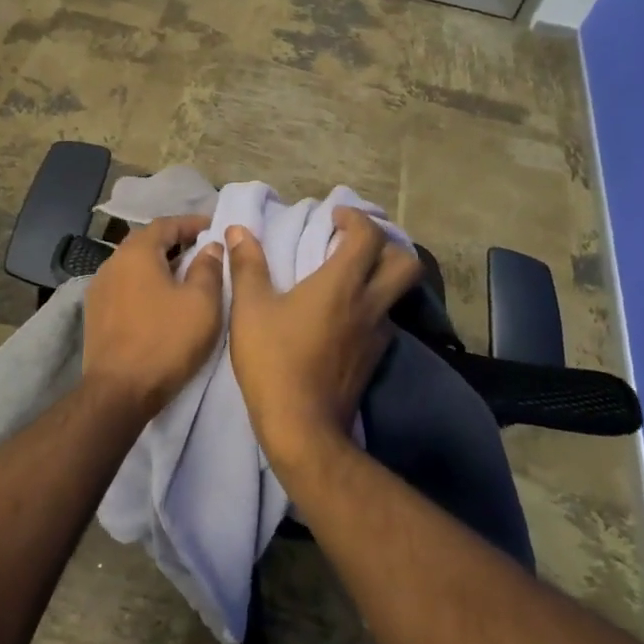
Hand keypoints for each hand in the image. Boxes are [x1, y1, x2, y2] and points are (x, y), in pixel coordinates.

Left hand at [82, 215, 225, 419]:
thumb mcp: (202, 303)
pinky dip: (144, 284)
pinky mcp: (95, 314)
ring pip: (133, 266)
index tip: (213, 228)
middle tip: (201, 250)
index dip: (191, 223)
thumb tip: (210, 247)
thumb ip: (208, 268)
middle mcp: (112, 263)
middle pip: (146, 242)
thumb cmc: (166, 341)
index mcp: (136, 253)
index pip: (165, 224)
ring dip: (158, 265)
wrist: (119, 391)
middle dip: (174, 242)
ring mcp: (99, 289)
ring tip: (184, 276)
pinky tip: (159, 301)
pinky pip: (124, 287)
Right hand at [227, 208, 419, 471]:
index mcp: (341, 284)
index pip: (368, 236)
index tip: (335, 217)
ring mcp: (377, 334)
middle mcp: (369, 304)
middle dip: (387, 245)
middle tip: (356, 244)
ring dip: (381, 276)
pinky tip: (344, 316)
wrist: (302, 427)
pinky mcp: (375, 358)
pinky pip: (384, 320)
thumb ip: (247, 265)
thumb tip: (238, 230)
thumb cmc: (274, 361)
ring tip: (350, 277)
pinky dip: (371, 306)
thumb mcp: (250, 309)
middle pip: (405, 263)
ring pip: (397, 294)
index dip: (355, 218)